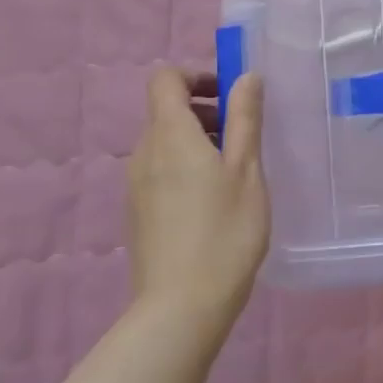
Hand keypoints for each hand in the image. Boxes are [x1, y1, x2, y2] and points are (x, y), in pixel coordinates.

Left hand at [127, 69, 267, 330]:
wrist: (182, 307)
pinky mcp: (138, 213)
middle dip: (205, 110)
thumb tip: (246, 76)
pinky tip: (215, 201)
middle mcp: (144, 153)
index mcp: (170, 135)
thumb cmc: (224, 231)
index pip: (165, 79)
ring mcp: (136, 185)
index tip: (231, 94)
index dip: (196, 75)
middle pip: (166, 111)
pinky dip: (187, 167)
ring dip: (198, 140)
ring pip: (165, 143)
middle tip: (244, 134)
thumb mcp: (247, 170)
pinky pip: (161, 171)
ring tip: (236, 170)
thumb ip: (245, 119)